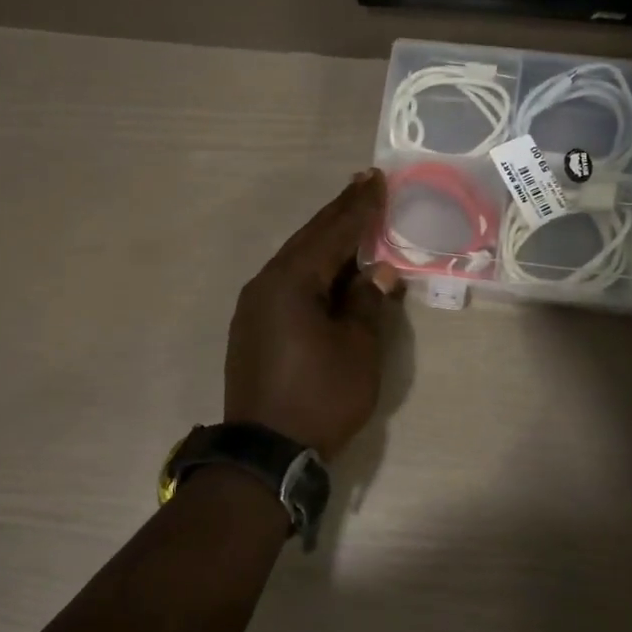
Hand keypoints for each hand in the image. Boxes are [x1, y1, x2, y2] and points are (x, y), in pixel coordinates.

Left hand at [225, 170, 400, 458]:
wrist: (266, 452)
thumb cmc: (319, 397)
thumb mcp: (357, 348)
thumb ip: (367, 302)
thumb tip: (378, 271)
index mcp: (291, 281)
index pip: (333, 233)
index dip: (359, 207)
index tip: (377, 180)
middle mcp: (265, 284)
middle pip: (309, 239)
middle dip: (339, 213)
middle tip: (363, 184)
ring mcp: (254, 307)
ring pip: (295, 261)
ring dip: (324, 241)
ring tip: (350, 219)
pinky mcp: (253, 328)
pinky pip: (286, 284)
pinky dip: (311, 269)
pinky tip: (327, 269)